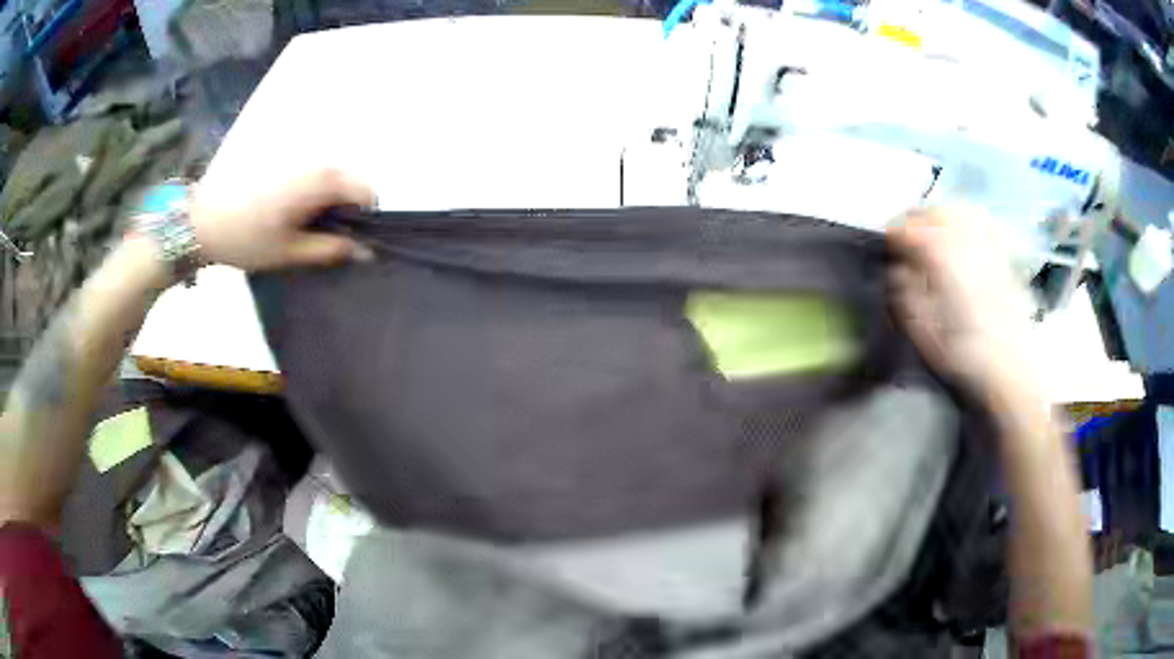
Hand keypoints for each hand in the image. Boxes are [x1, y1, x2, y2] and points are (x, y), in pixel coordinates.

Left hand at [191, 168, 375, 271]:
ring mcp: (299, 161)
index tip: (345, 242)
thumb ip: (332, 249)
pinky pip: (314, 178)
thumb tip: (366, 252)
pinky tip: (288, 216)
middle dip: (346, 212)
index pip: (367, 192)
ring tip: (302, 230)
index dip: (364, 220)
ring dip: (328, 205)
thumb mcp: (291, 252)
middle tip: (321, 240)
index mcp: (322, 181)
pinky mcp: (284, 165)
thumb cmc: (248, 239)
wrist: (204, 221)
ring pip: (332, 181)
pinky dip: (313, 197)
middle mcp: (316, 163)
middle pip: (351, 184)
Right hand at [887, 207, 1037, 399]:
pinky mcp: (1004, 255)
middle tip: (909, 237)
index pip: (906, 227)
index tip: (886, 247)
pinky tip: (968, 236)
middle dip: (918, 219)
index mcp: (938, 254)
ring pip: (961, 211)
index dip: (892, 234)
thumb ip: (903, 292)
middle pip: (934, 211)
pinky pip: (985, 224)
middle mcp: (963, 238)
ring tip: (936, 232)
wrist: (1011, 368)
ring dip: (943, 216)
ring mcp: (987, 244)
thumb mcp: (921, 330)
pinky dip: (971, 223)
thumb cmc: (963, 353)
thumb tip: (897, 269)